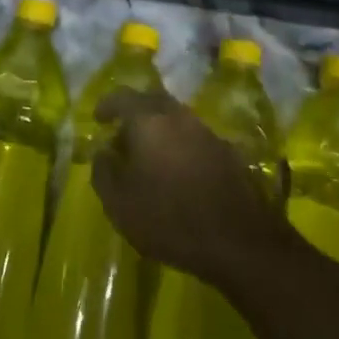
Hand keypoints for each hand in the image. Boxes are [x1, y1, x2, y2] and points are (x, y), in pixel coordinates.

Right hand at [91, 89, 288, 287]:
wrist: (240, 241)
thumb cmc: (170, 219)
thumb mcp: (120, 204)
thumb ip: (103, 172)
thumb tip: (102, 152)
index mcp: (149, 120)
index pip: (122, 96)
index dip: (107, 105)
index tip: (98, 119)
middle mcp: (178, 116)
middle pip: (152, 101)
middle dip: (134, 114)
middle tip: (123, 137)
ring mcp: (206, 131)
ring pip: (175, 119)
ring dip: (158, 130)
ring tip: (148, 158)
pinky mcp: (227, 152)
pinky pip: (194, 137)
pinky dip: (179, 145)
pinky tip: (176, 172)